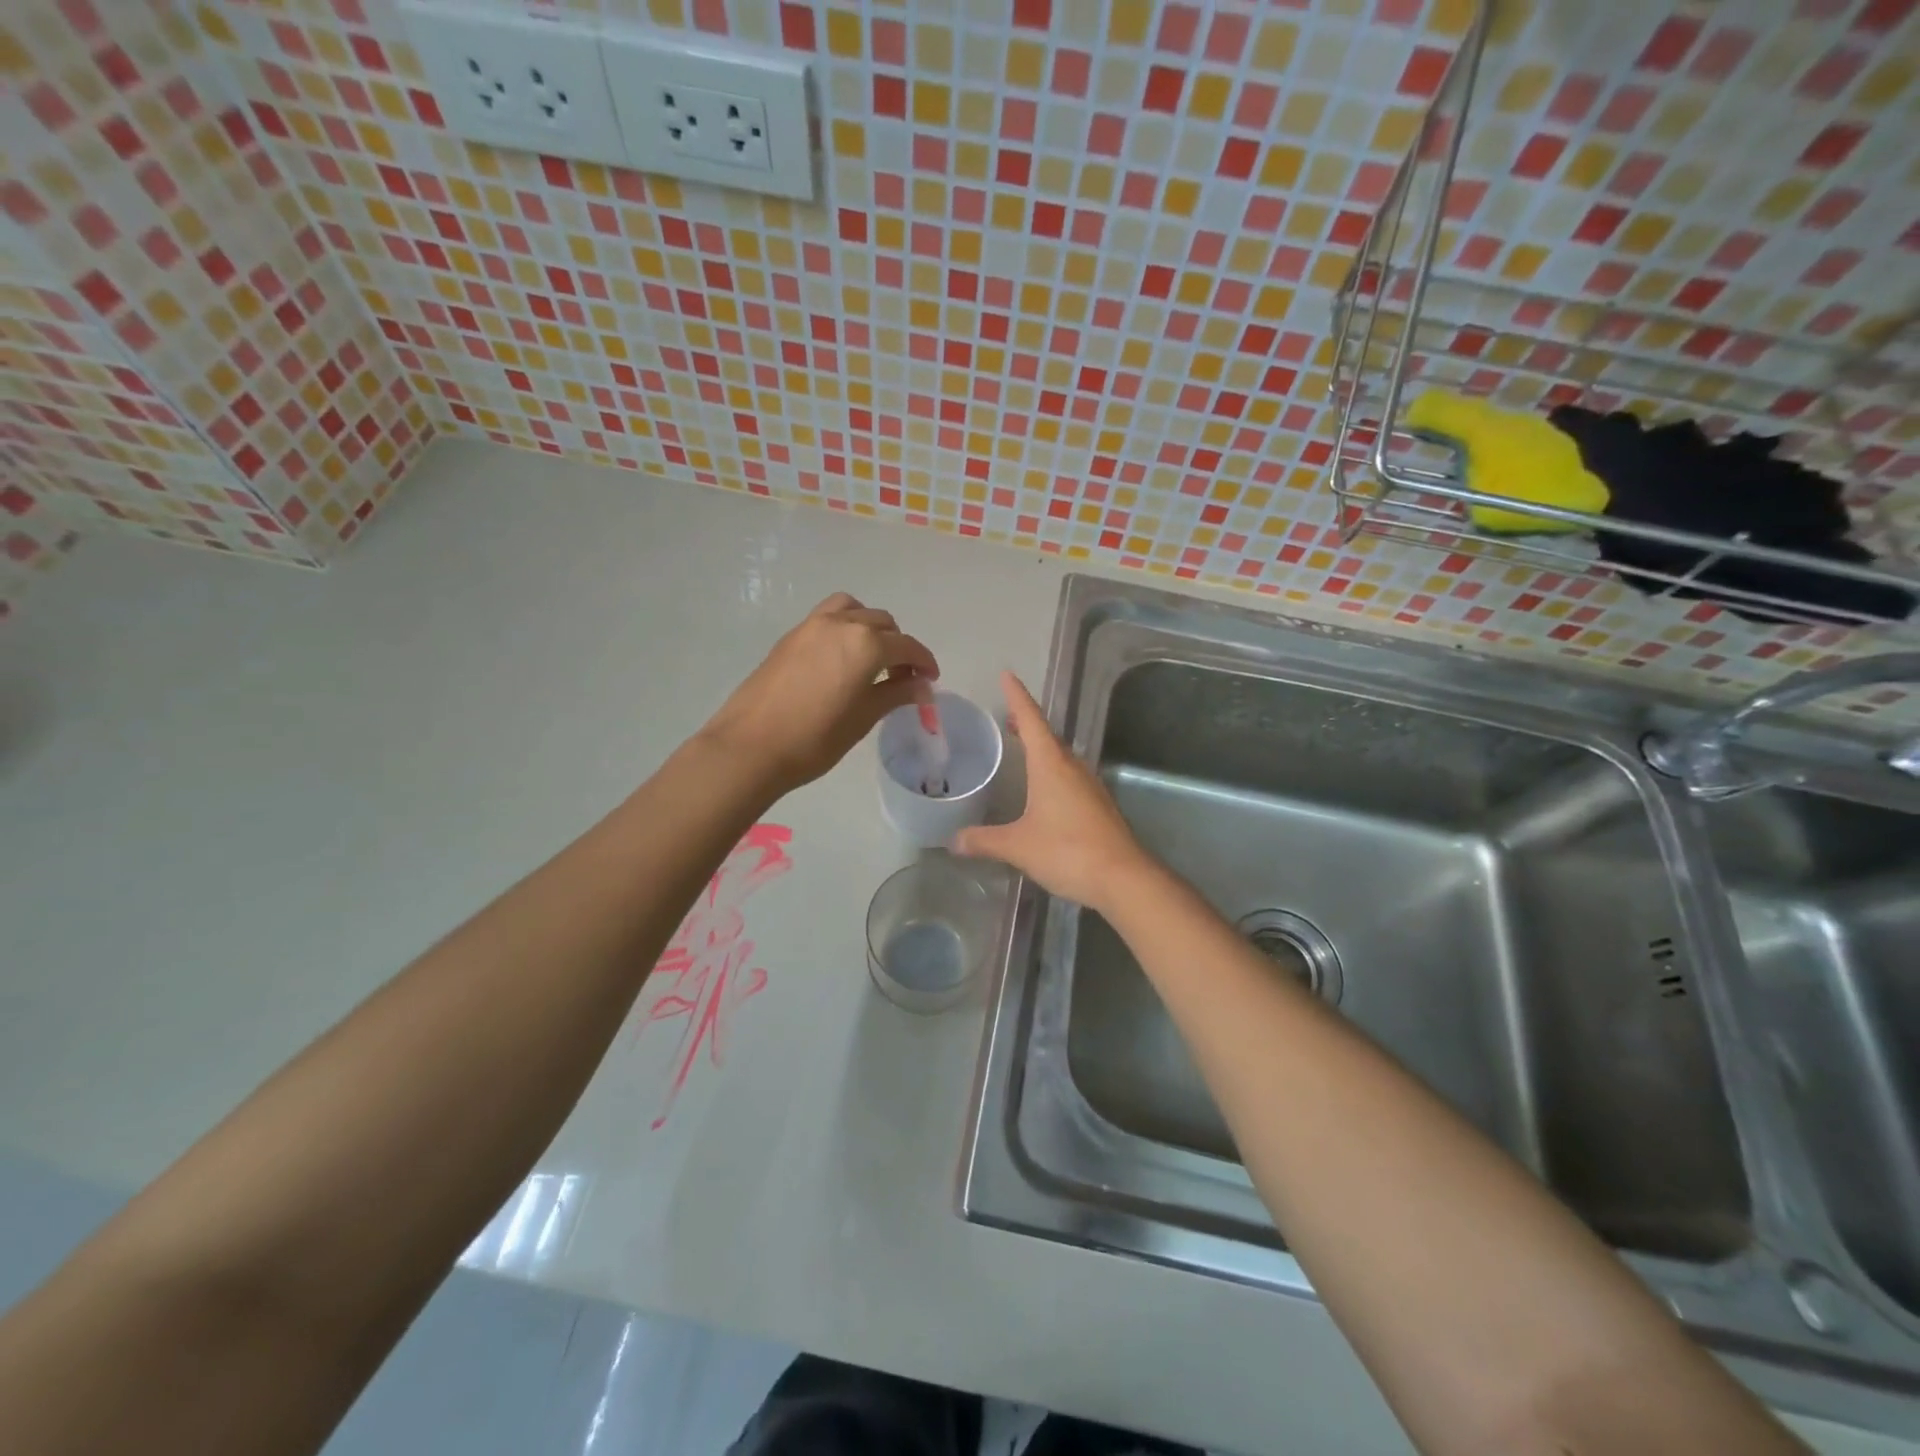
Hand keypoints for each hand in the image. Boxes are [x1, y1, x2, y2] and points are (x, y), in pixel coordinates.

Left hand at [700, 593, 938, 796]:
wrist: (751, 746)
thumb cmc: (816, 738)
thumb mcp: (864, 718)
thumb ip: (896, 694)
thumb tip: (922, 686)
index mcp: (866, 644)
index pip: (907, 646)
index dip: (924, 662)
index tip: (930, 681)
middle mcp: (841, 624)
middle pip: (882, 623)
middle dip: (898, 646)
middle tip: (901, 678)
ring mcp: (811, 625)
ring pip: (853, 611)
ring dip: (870, 627)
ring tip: (870, 658)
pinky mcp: (790, 636)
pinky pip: (827, 618)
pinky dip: (844, 628)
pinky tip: (840, 660)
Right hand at [952, 672, 1155, 913]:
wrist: (1122, 878)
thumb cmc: (1067, 851)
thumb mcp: (1017, 846)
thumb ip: (984, 840)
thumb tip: (953, 841)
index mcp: (1051, 764)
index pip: (1031, 719)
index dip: (1017, 696)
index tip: (1007, 675)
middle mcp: (1072, 767)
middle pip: (1047, 735)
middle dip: (1027, 723)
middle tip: (1007, 717)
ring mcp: (1089, 785)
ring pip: (1061, 756)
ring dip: (1041, 747)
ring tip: (1022, 747)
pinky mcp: (1098, 805)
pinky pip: (1070, 776)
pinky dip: (1052, 770)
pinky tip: (1044, 788)